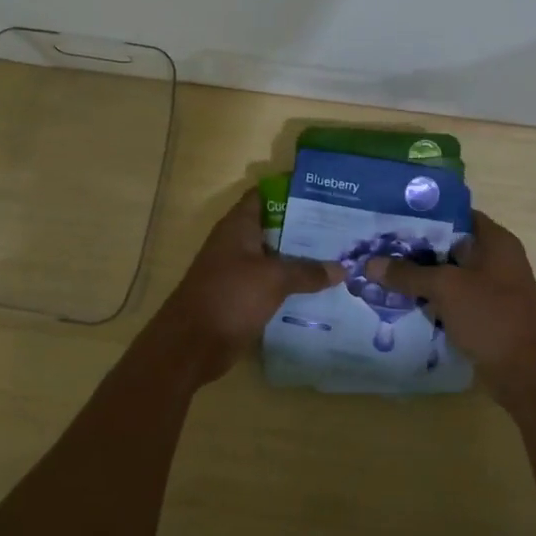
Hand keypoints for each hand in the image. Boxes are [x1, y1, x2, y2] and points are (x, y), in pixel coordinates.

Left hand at [151, 190, 342, 381]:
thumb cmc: (230, 296)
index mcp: (239, 226)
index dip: (292, 191)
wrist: (191, 345)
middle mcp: (237, 243)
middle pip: (275, 226)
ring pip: (276, 257)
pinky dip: (293, 284)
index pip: (266, 194)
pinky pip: (273, 283)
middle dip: (306, 227)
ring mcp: (239, 270)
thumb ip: (307, 271)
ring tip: (339, 256)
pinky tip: (322, 289)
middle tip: (342, 228)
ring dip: (302, 258)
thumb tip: (343, 268)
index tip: (325, 193)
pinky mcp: (242, 296)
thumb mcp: (273, 279)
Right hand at [364, 210, 535, 406]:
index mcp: (495, 241)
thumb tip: (369, 264)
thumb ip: (408, 274)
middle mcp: (495, 259)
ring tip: (381, 271)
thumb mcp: (445, 289)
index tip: (391, 217)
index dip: (425, 214)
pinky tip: (399, 300)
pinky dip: (429, 298)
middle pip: (448, 244)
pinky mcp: (483, 313)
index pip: (456, 214)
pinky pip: (451, 297)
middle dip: (414, 247)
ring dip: (419, 275)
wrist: (525, 374)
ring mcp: (490, 288)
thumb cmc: (491, 317)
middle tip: (377, 245)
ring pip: (447, 273)